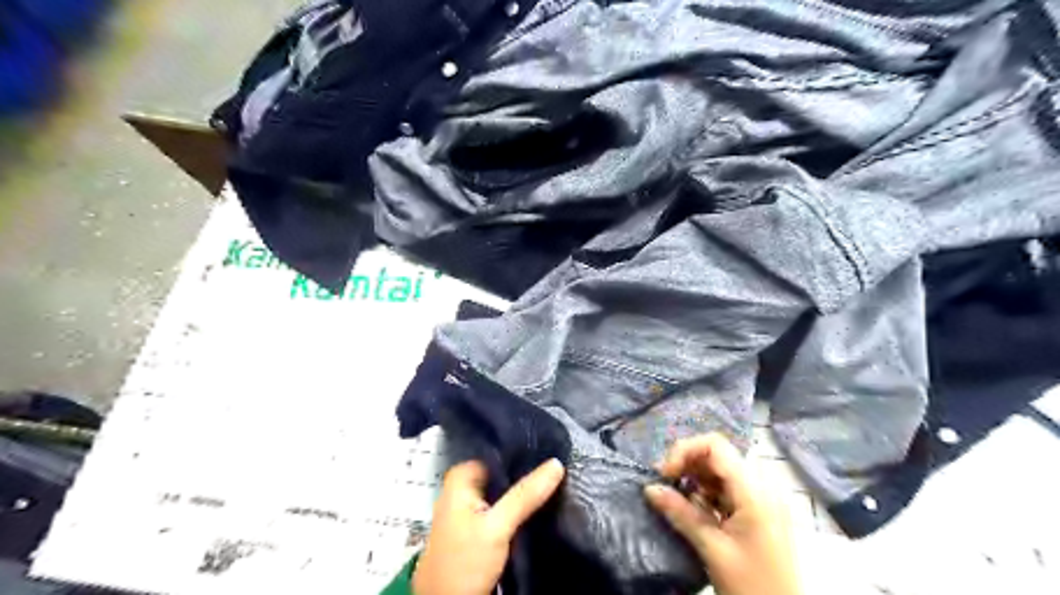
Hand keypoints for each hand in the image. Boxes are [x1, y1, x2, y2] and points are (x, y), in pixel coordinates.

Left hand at [412, 460, 562, 594]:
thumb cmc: (464, 561)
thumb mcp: (497, 526)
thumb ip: (525, 495)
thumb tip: (556, 463)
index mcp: (461, 477)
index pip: (497, 453)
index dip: (522, 452)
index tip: (550, 451)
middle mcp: (464, 487)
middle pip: (501, 472)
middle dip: (526, 472)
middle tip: (556, 467)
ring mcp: (472, 508)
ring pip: (504, 490)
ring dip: (524, 490)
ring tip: (554, 481)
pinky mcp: (480, 526)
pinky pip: (503, 507)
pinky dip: (518, 506)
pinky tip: (539, 503)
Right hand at [641, 433, 799, 594]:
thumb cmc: (751, 585)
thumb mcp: (712, 549)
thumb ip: (681, 514)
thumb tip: (650, 488)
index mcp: (755, 491)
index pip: (715, 446)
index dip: (685, 451)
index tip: (665, 474)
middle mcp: (762, 487)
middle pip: (717, 456)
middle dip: (687, 464)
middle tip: (665, 485)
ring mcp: (762, 499)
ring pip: (721, 471)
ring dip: (695, 478)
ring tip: (676, 498)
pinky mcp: (758, 512)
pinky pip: (727, 489)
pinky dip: (706, 492)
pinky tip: (693, 509)